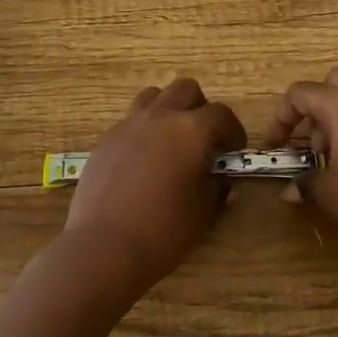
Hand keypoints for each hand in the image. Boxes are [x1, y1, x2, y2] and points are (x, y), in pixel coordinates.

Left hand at [65, 77, 244, 290]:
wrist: (104, 247)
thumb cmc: (163, 231)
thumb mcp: (203, 212)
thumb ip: (217, 188)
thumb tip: (222, 180)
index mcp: (191, 130)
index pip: (221, 114)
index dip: (233, 130)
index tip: (233, 150)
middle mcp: (161, 116)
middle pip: (186, 89)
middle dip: (200, 108)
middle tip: (203, 139)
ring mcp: (129, 124)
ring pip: (154, 96)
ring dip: (168, 110)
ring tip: (170, 140)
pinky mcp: (106, 139)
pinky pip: (130, 121)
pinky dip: (143, 131)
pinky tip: (142, 161)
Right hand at [267, 67, 337, 257]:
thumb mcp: (330, 193)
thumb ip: (306, 183)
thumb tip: (290, 189)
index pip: (300, 94)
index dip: (281, 118)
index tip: (276, 147)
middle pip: (331, 83)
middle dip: (313, 108)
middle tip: (311, 145)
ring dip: (337, 117)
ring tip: (334, 159)